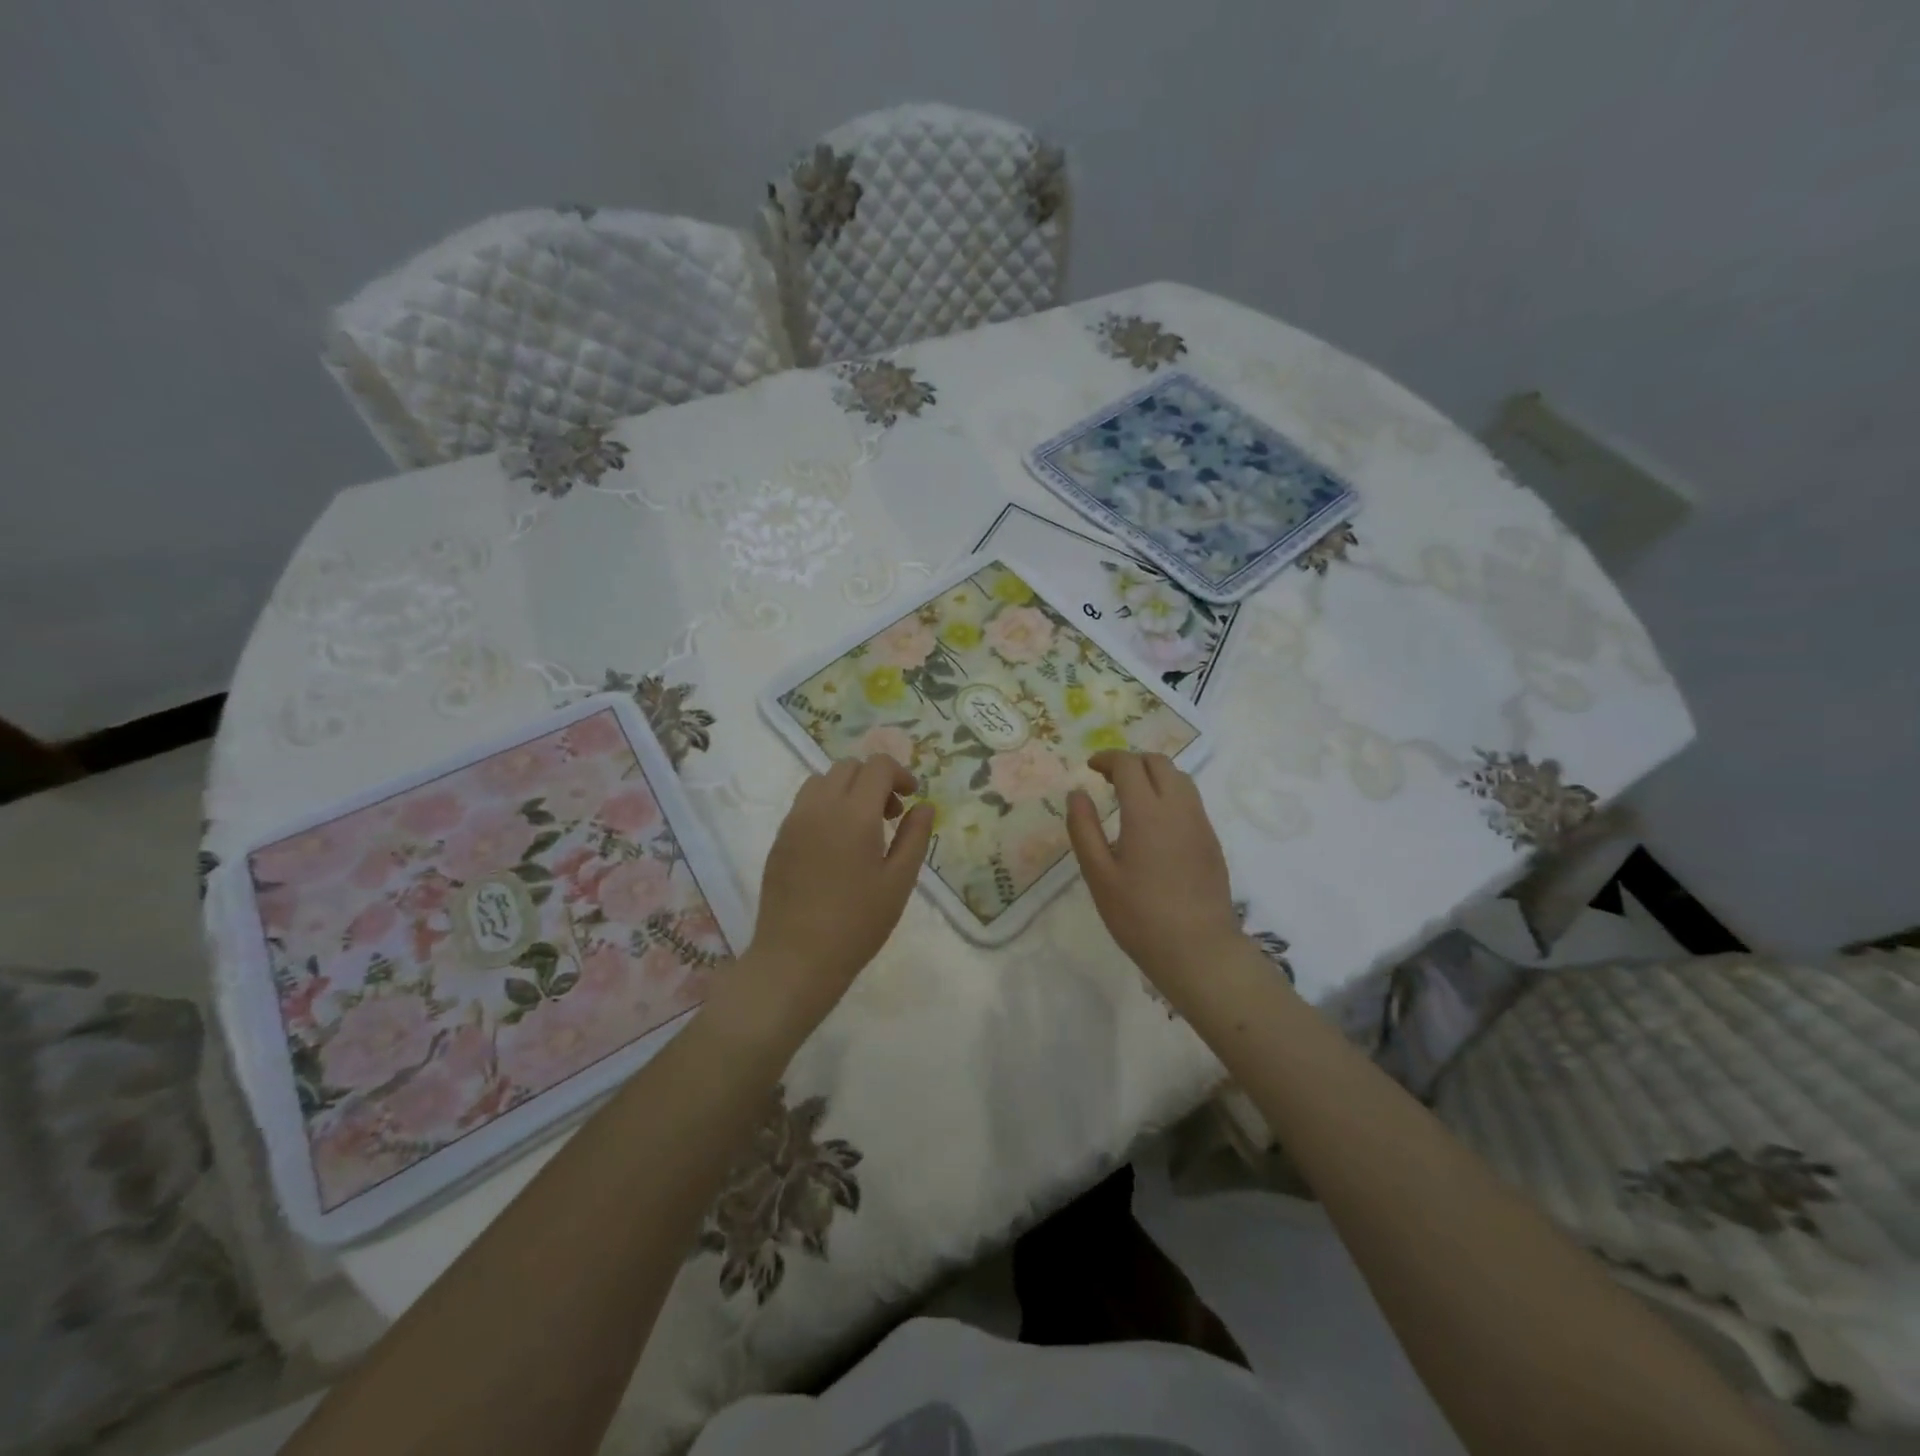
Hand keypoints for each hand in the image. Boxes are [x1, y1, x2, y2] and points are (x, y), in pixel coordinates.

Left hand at [743, 755, 932, 1033]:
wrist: (796, 959)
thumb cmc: (857, 923)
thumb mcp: (899, 882)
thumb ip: (915, 837)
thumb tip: (925, 805)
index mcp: (854, 813)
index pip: (877, 766)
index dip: (900, 773)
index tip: (912, 798)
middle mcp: (820, 807)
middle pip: (848, 767)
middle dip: (875, 780)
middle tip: (891, 815)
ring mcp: (794, 821)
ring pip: (822, 781)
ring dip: (847, 790)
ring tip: (862, 827)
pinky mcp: (779, 839)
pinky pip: (804, 804)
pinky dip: (826, 806)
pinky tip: (836, 846)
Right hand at [1066, 750, 1242, 989]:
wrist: (1199, 950)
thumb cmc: (1139, 915)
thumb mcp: (1098, 875)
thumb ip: (1083, 829)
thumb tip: (1076, 793)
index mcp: (1147, 812)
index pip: (1129, 765)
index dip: (1108, 758)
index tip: (1090, 767)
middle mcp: (1178, 808)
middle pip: (1159, 763)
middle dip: (1132, 761)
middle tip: (1108, 778)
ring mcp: (1200, 823)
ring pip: (1180, 778)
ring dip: (1154, 774)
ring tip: (1131, 795)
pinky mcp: (1211, 841)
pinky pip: (1190, 800)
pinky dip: (1169, 793)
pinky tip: (1154, 821)